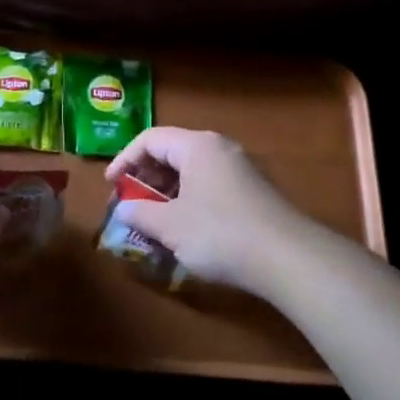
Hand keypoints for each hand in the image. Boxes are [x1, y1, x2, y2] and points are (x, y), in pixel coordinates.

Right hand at [105, 127, 326, 298]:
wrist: (289, 259)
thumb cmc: (220, 233)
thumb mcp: (171, 226)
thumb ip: (140, 214)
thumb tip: (123, 211)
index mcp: (196, 146)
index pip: (150, 140)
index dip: (124, 159)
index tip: (111, 185)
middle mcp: (219, 149)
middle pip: (172, 153)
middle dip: (145, 178)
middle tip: (129, 204)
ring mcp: (240, 169)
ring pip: (192, 172)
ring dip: (167, 194)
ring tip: (153, 222)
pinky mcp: (253, 192)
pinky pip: (209, 187)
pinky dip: (189, 202)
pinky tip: (184, 231)